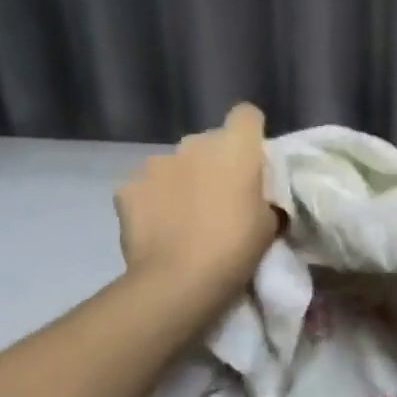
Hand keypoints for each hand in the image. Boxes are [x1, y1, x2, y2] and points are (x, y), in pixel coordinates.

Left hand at [115, 104, 278, 306]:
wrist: (179, 281)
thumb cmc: (236, 248)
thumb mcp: (269, 223)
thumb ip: (263, 198)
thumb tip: (256, 198)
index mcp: (235, 147)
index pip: (246, 115)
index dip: (250, 133)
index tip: (252, 160)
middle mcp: (194, 144)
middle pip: (209, 142)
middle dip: (214, 162)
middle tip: (219, 198)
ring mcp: (156, 163)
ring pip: (175, 164)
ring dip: (181, 181)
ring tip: (183, 217)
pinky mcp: (127, 187)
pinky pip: (145, 187)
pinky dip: (152, 202)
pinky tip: (157, 228)